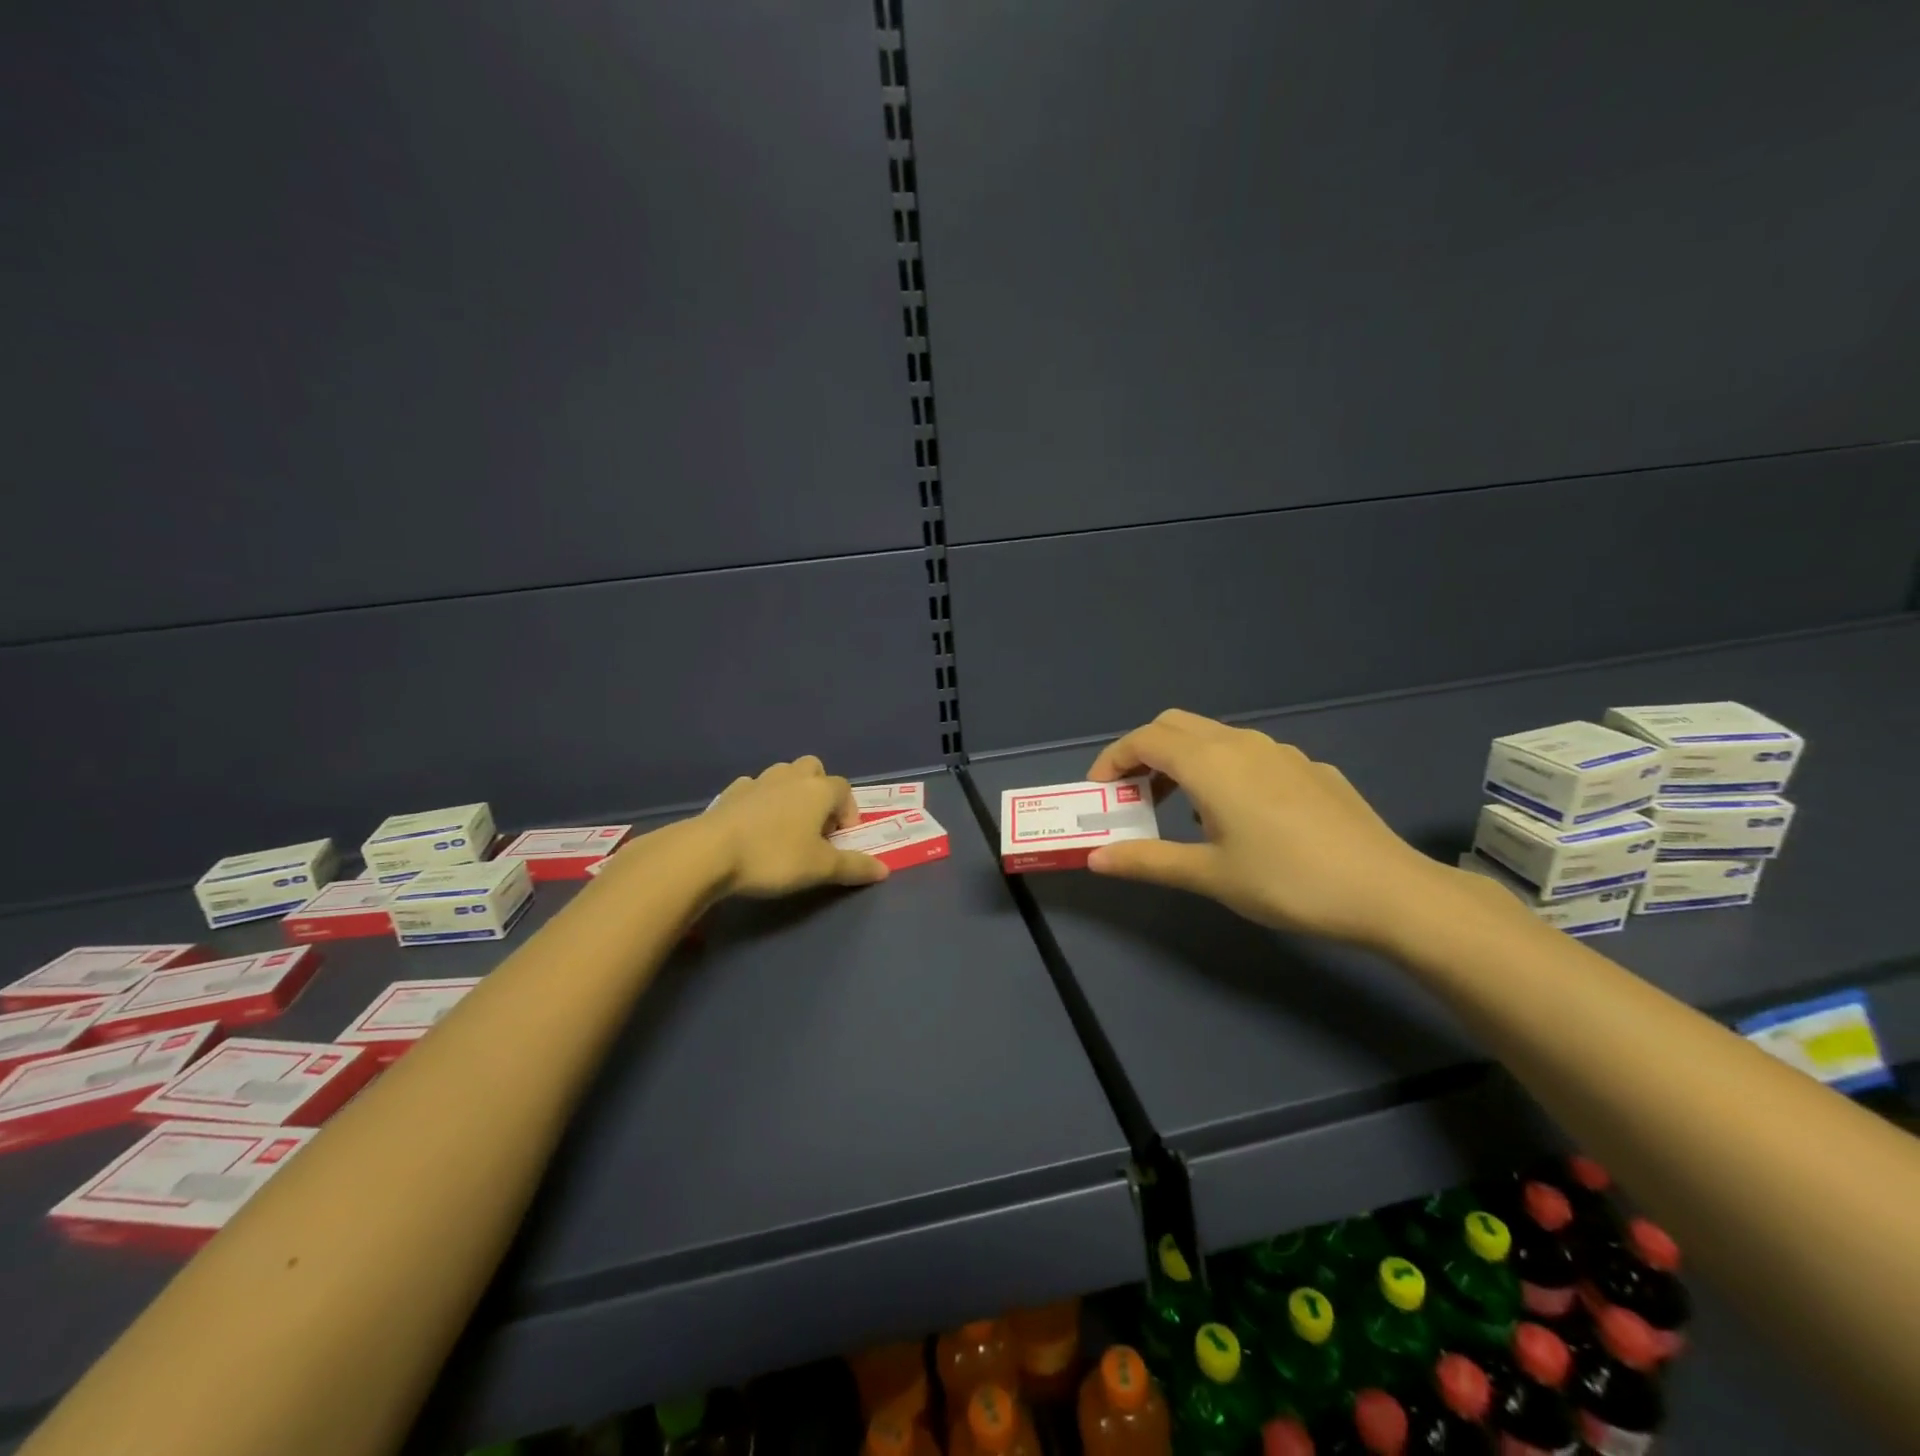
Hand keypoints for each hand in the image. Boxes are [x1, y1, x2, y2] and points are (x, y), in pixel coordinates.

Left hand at [701, 756, 888, 896]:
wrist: (709, 852)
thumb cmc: (774, 856)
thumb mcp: (820, 868)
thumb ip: (853, 867)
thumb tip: (884, 870)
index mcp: (818, 790)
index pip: (844, 789)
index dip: (848, 812)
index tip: (841, 839)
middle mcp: (791, 777)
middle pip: (814, 769)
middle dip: (820, 791)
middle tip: (816, 825)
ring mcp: (758, 782)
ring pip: (783, 775)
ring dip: (790, 793)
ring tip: (786, 826)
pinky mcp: (730, 793)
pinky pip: (754, 789)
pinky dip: (760, 801)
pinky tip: (754, 826)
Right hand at [1085, 709, 1467, 948]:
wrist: (1388, 891)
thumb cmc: (1287, 881)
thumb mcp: (1209, 875)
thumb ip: (1147, 861)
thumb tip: (1095, 859)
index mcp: (1211, 762)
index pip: (1144, 739)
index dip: (1113, 760)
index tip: (1100, 794)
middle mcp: (1242, 743)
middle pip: (1175, 726)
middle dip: (1144, 753)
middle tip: (1133, 797)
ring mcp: (1281, 752)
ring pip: (1214, 737)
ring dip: (1182, 761)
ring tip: (1180, 811)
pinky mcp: (1309, 768)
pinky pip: (1249, 754)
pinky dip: (1221, 770)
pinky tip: (1239, 818)